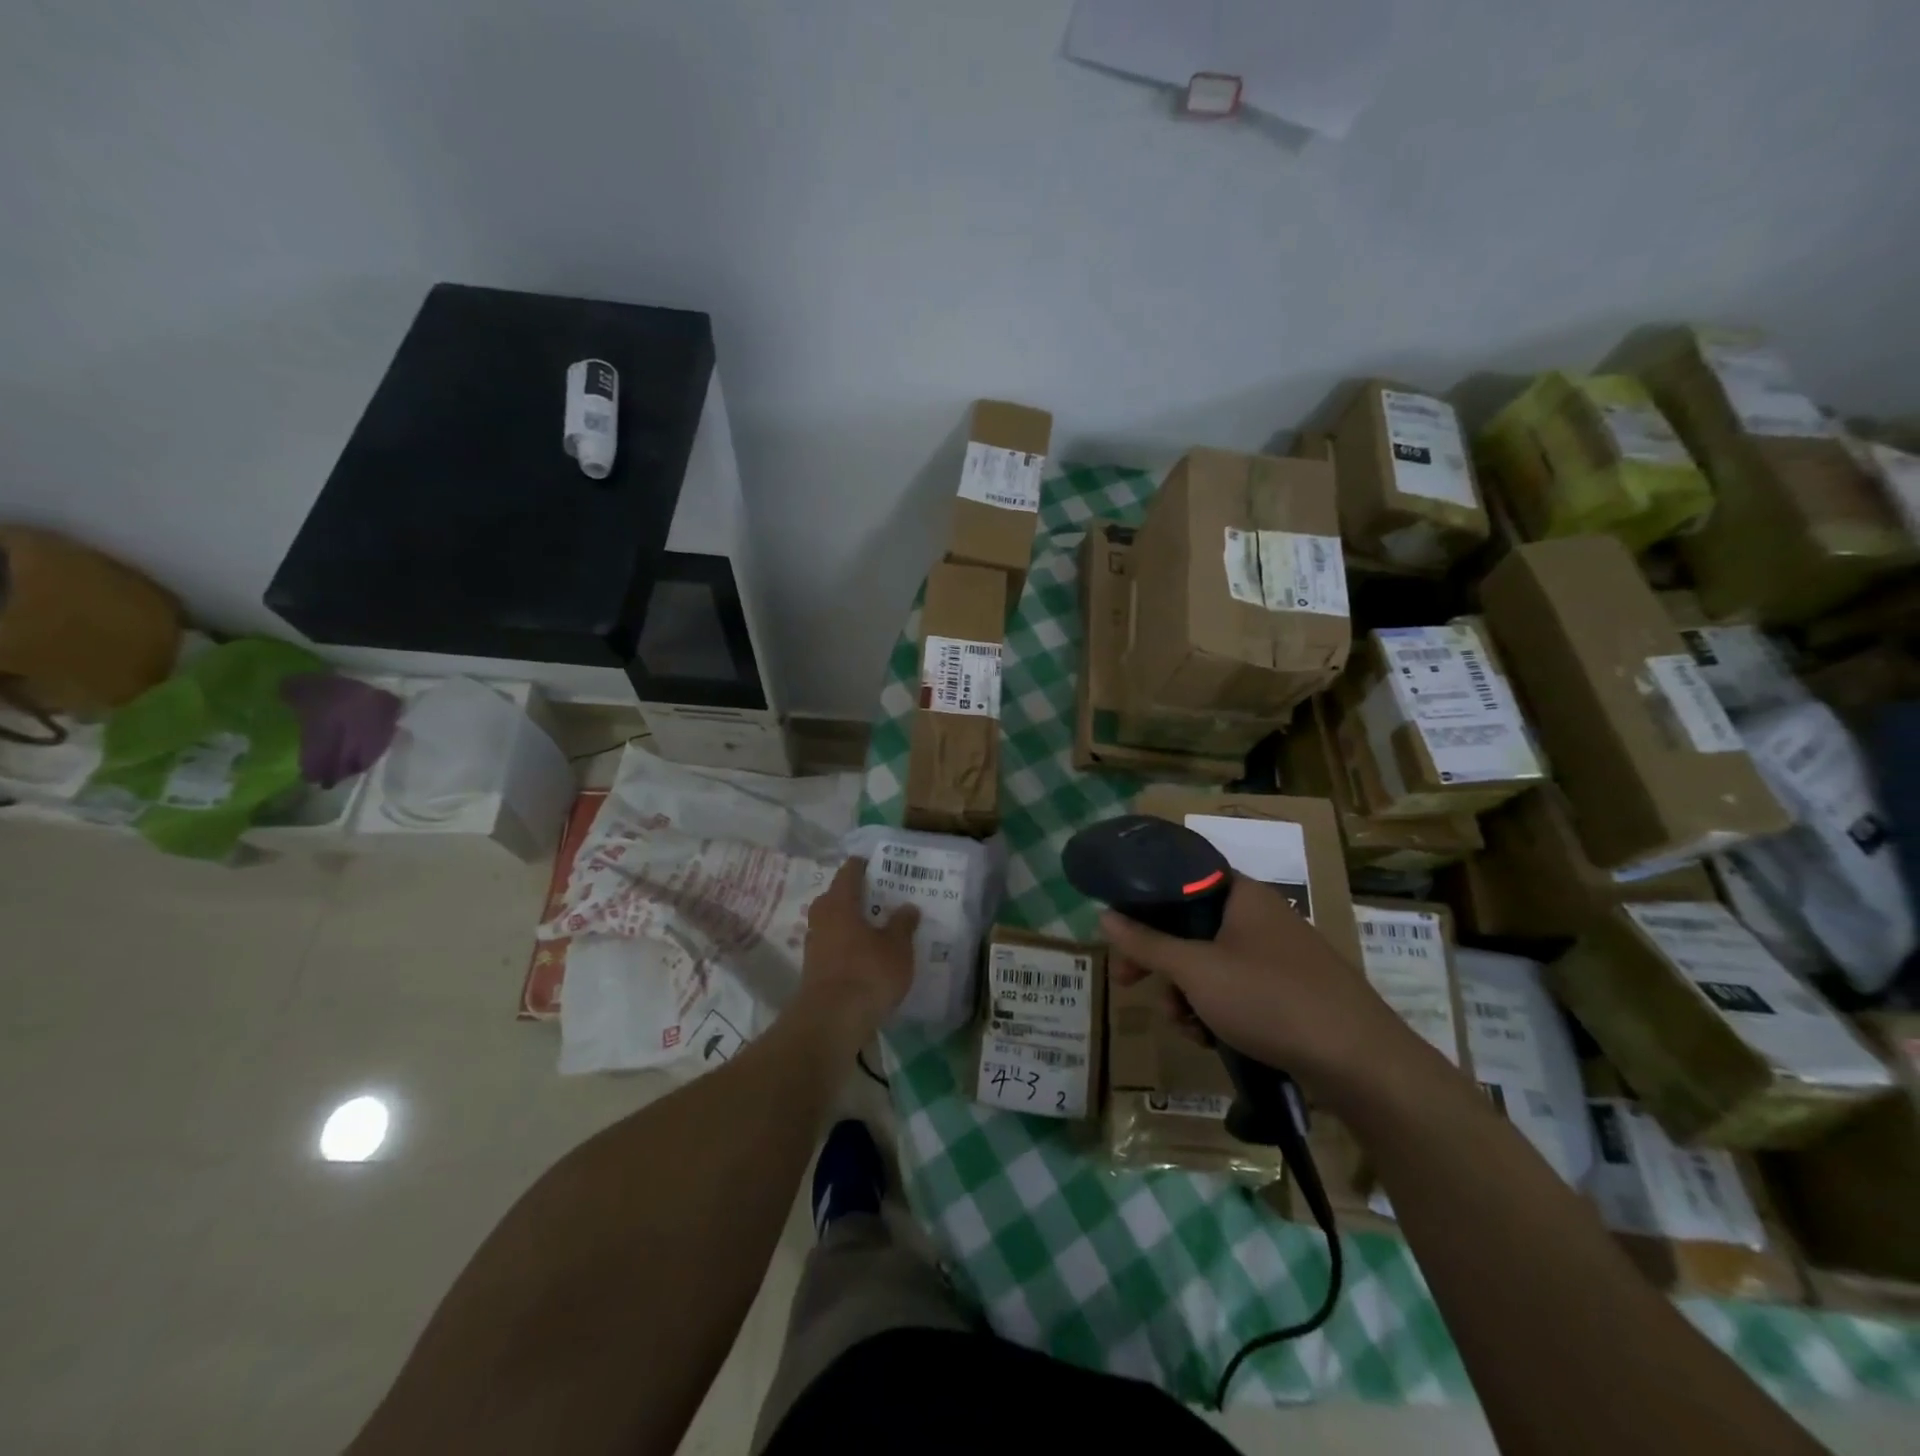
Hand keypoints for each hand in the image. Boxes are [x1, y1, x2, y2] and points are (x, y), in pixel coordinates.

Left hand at [795, 858, 918, 1041]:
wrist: (832, 1022)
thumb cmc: (868, 973)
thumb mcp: (897, 947)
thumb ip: (903, 924)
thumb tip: (908, 906)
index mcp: (840, 903)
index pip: (849, 873)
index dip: (862, 865)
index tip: (877, 863)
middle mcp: (822, 919)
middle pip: (835, 897)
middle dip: (854, 895)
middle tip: (878, 896)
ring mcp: (814, 946)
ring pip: (832, 924)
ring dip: (849, 923)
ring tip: (875, 927)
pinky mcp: (814, 971)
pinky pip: (833, 947)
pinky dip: (847, 946)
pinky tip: (864, 956)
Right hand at [1102, 876, 1413, 1098]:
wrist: (1359, 1062)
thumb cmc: (1269, 999)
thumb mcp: (1196, 971)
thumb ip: (1146, 943)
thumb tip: (1104, 915)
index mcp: (1241, 894)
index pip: (1179, 881)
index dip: (1143, 906)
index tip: (1120, 937)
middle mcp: (1260, 916)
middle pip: (1190, 927)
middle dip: (1160, 962)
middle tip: (1131, 985)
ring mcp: (1278, 954)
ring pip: (1211, 963)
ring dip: (1186, 993)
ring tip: (1185, 1025)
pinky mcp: (1291, 990)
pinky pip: (1237, 988)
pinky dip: (1216, 1009)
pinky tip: (1210, 1038)